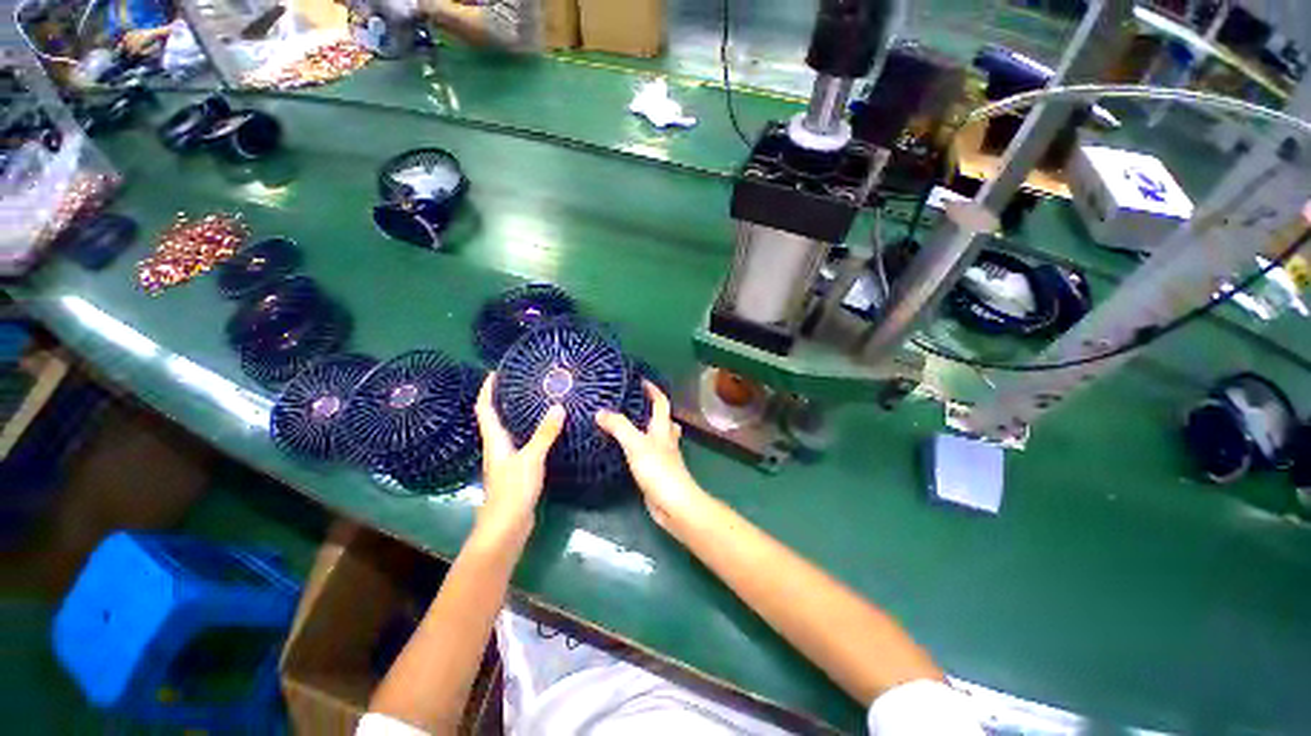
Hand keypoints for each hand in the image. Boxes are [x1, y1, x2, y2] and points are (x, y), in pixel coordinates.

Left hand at [474, 373, 564, 544]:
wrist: (506, 527)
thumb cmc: (513, 490)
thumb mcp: (531, 459)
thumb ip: (545, 434)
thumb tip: (558, 406)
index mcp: (495, 441)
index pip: (485, 409)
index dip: (487, 390)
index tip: (495, 373)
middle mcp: (497, 447)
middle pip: (495, 418)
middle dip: (503, 399)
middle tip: (521, 383)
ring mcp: (506, 460)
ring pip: (509, 430)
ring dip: (517, 415)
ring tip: (535, 401)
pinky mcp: (517, 470)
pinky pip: (521, 443)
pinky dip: (529, 431)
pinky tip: (545, 431)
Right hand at [596, 382, 709, 531]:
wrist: (673, 504)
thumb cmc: (658, 470)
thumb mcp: (636, 444)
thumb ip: (619, 427)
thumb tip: (600, 412)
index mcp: (663, 428)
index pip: (661, 402)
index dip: (653, 390)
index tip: (641, 381)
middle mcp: (665, 440)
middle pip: (662, 419)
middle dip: (652, 409)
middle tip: (632, 403)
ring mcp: (663, 456)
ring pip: (657, 436)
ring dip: (647, 428)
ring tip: (628, 424)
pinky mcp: (656, 471)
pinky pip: (648, 453)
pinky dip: (640, 448)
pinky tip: (626, 452)